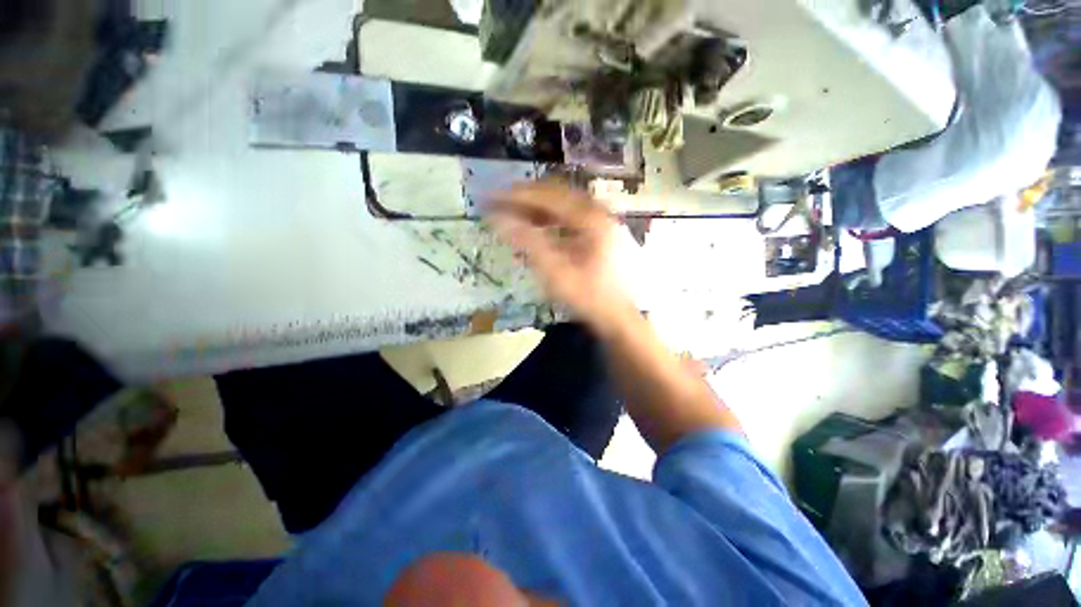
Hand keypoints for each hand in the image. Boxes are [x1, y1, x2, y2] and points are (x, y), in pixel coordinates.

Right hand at [488, 183, 634, 331]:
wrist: (619, 316)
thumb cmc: (588, 297)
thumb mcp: (556, 273)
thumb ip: (528, 243)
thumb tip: (499, 219)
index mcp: (591, 219)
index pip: (547, 196)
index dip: (517, 196)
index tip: (492, 198)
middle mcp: (598, 211)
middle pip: (556, 194)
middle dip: (525, 199)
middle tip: (500, 205)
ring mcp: (601, 220)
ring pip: (562, 204)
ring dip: (536, 209)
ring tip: (513, 218)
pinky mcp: (600, 231)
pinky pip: (570, 217)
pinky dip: (550, 220)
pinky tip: (536, 231)